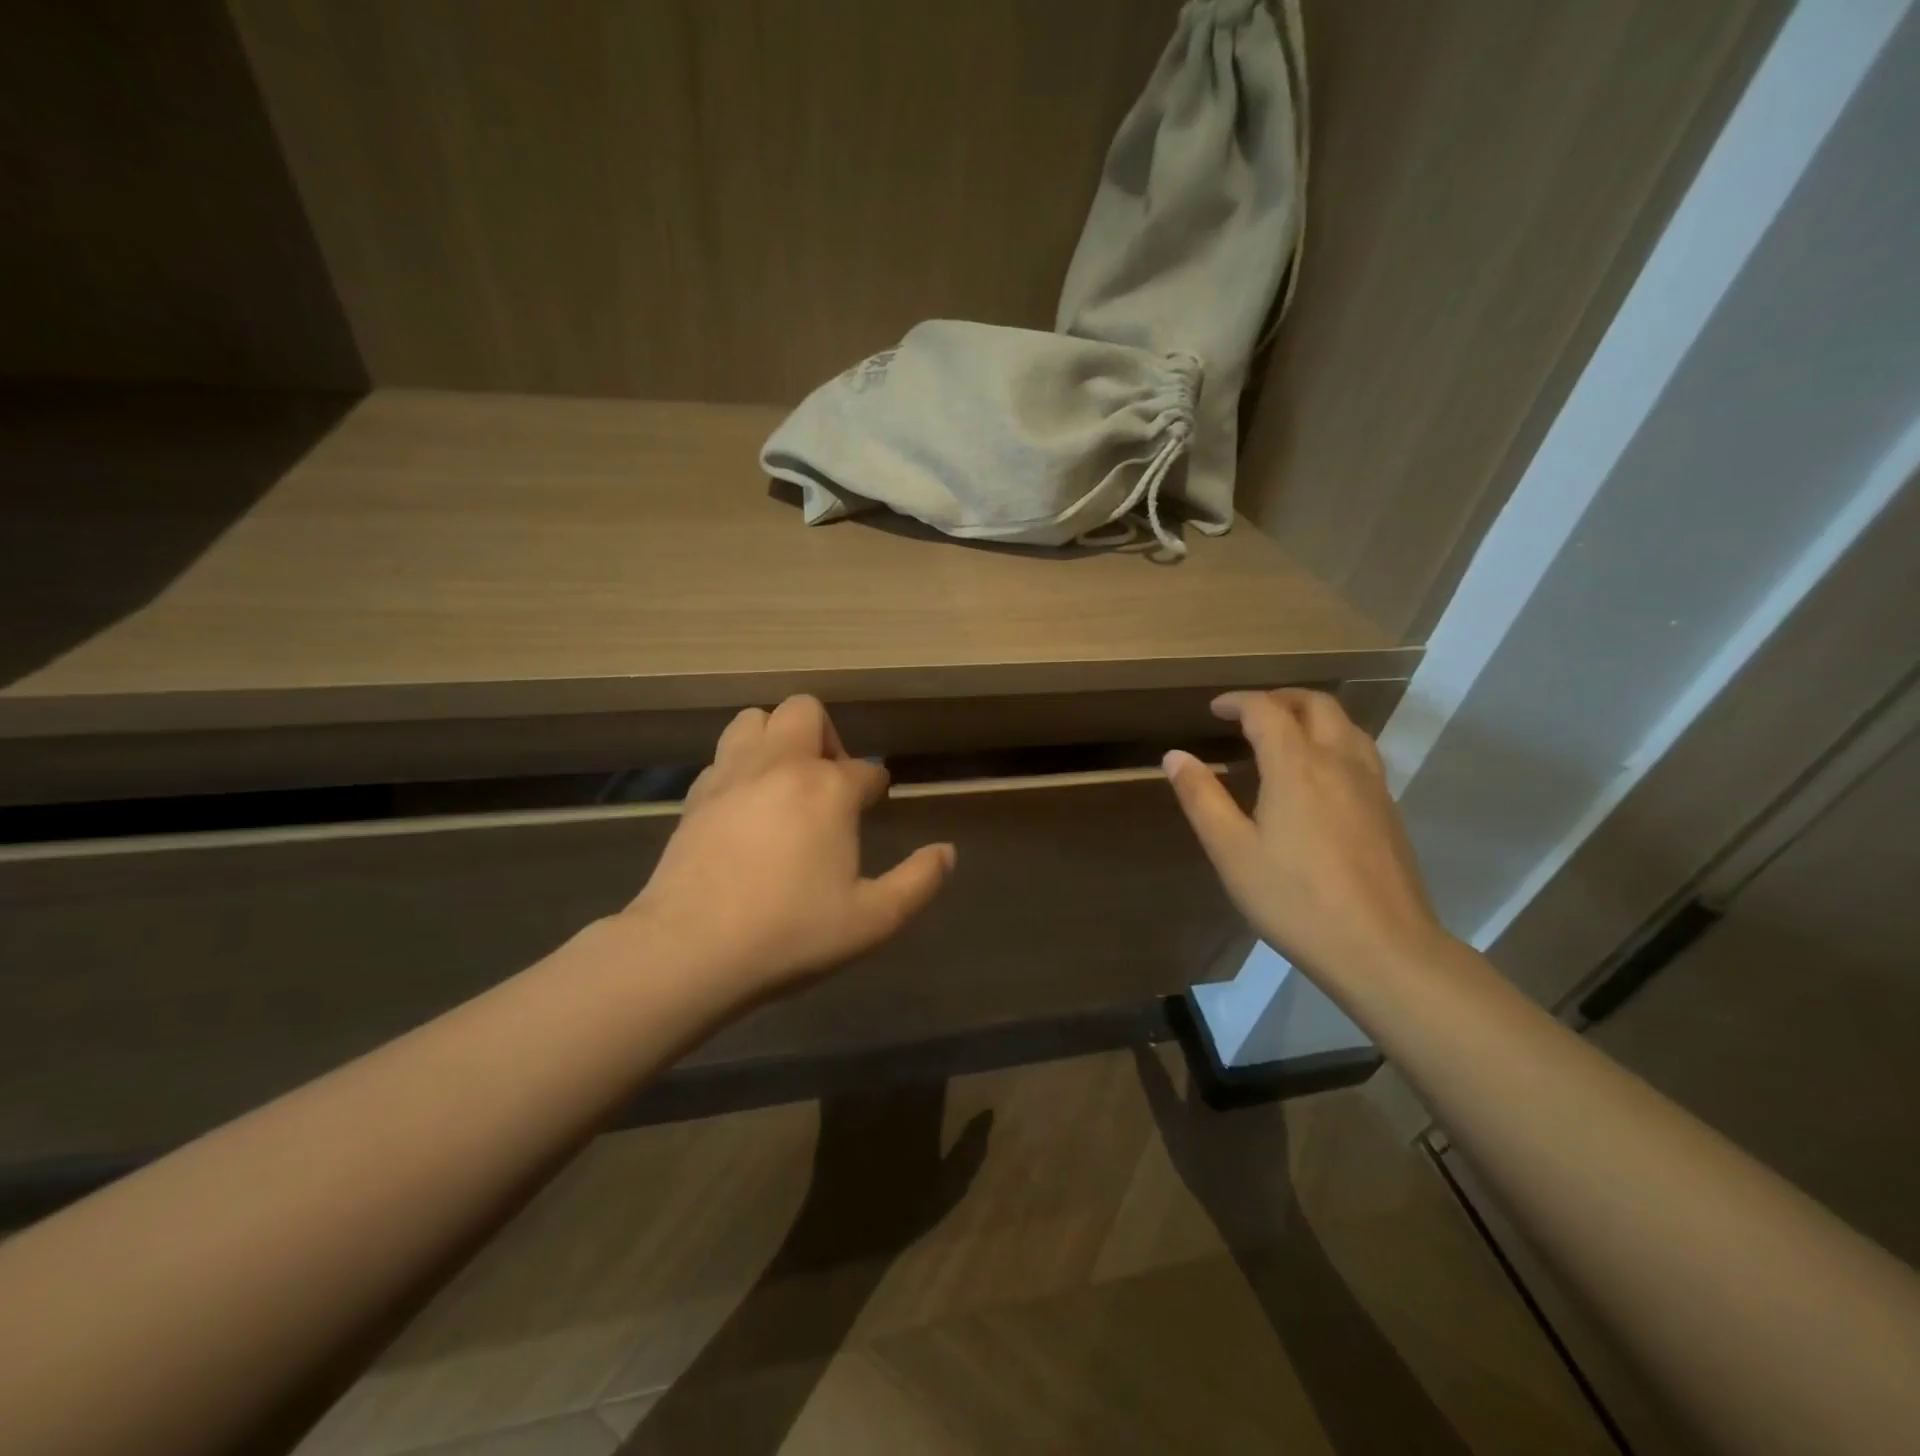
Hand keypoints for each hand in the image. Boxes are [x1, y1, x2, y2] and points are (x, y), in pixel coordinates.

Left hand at [621, 695, 954, 1012]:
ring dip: (777, 738)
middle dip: (826, 737)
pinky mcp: (696, 796)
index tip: (874, 805)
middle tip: (830, 785)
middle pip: (805, 712)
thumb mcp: (873, 920)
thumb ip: (918, 882)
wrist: (689, 951)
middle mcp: (781, 765)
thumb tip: (947, 852)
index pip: (865, 770)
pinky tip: (746, 807)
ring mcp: (732, 775)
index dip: (875, 787)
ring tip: (786, 784)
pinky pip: (724, 756)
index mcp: (828, 789)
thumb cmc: (790, 934)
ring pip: (755, 719)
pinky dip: (741, 766)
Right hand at [1163, 689, 1449, 989]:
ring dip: (1311, 716)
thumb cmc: (1295, 899)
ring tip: (1283, 735)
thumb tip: (1175, 756)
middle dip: (1279, 698)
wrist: (1382, 948)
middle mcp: (1339, 761)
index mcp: (1297, 765)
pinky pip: (1360, 751)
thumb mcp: (1232, 852)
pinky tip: (1316, 775)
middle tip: (1249, 713)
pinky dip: (1332, 740)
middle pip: (1316, 704)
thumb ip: (1202, 798)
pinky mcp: (1388, 809)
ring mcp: (1371, 784)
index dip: (1238, 702)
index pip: (1266, 710)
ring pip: (1345, 725)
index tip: (1215, 709)